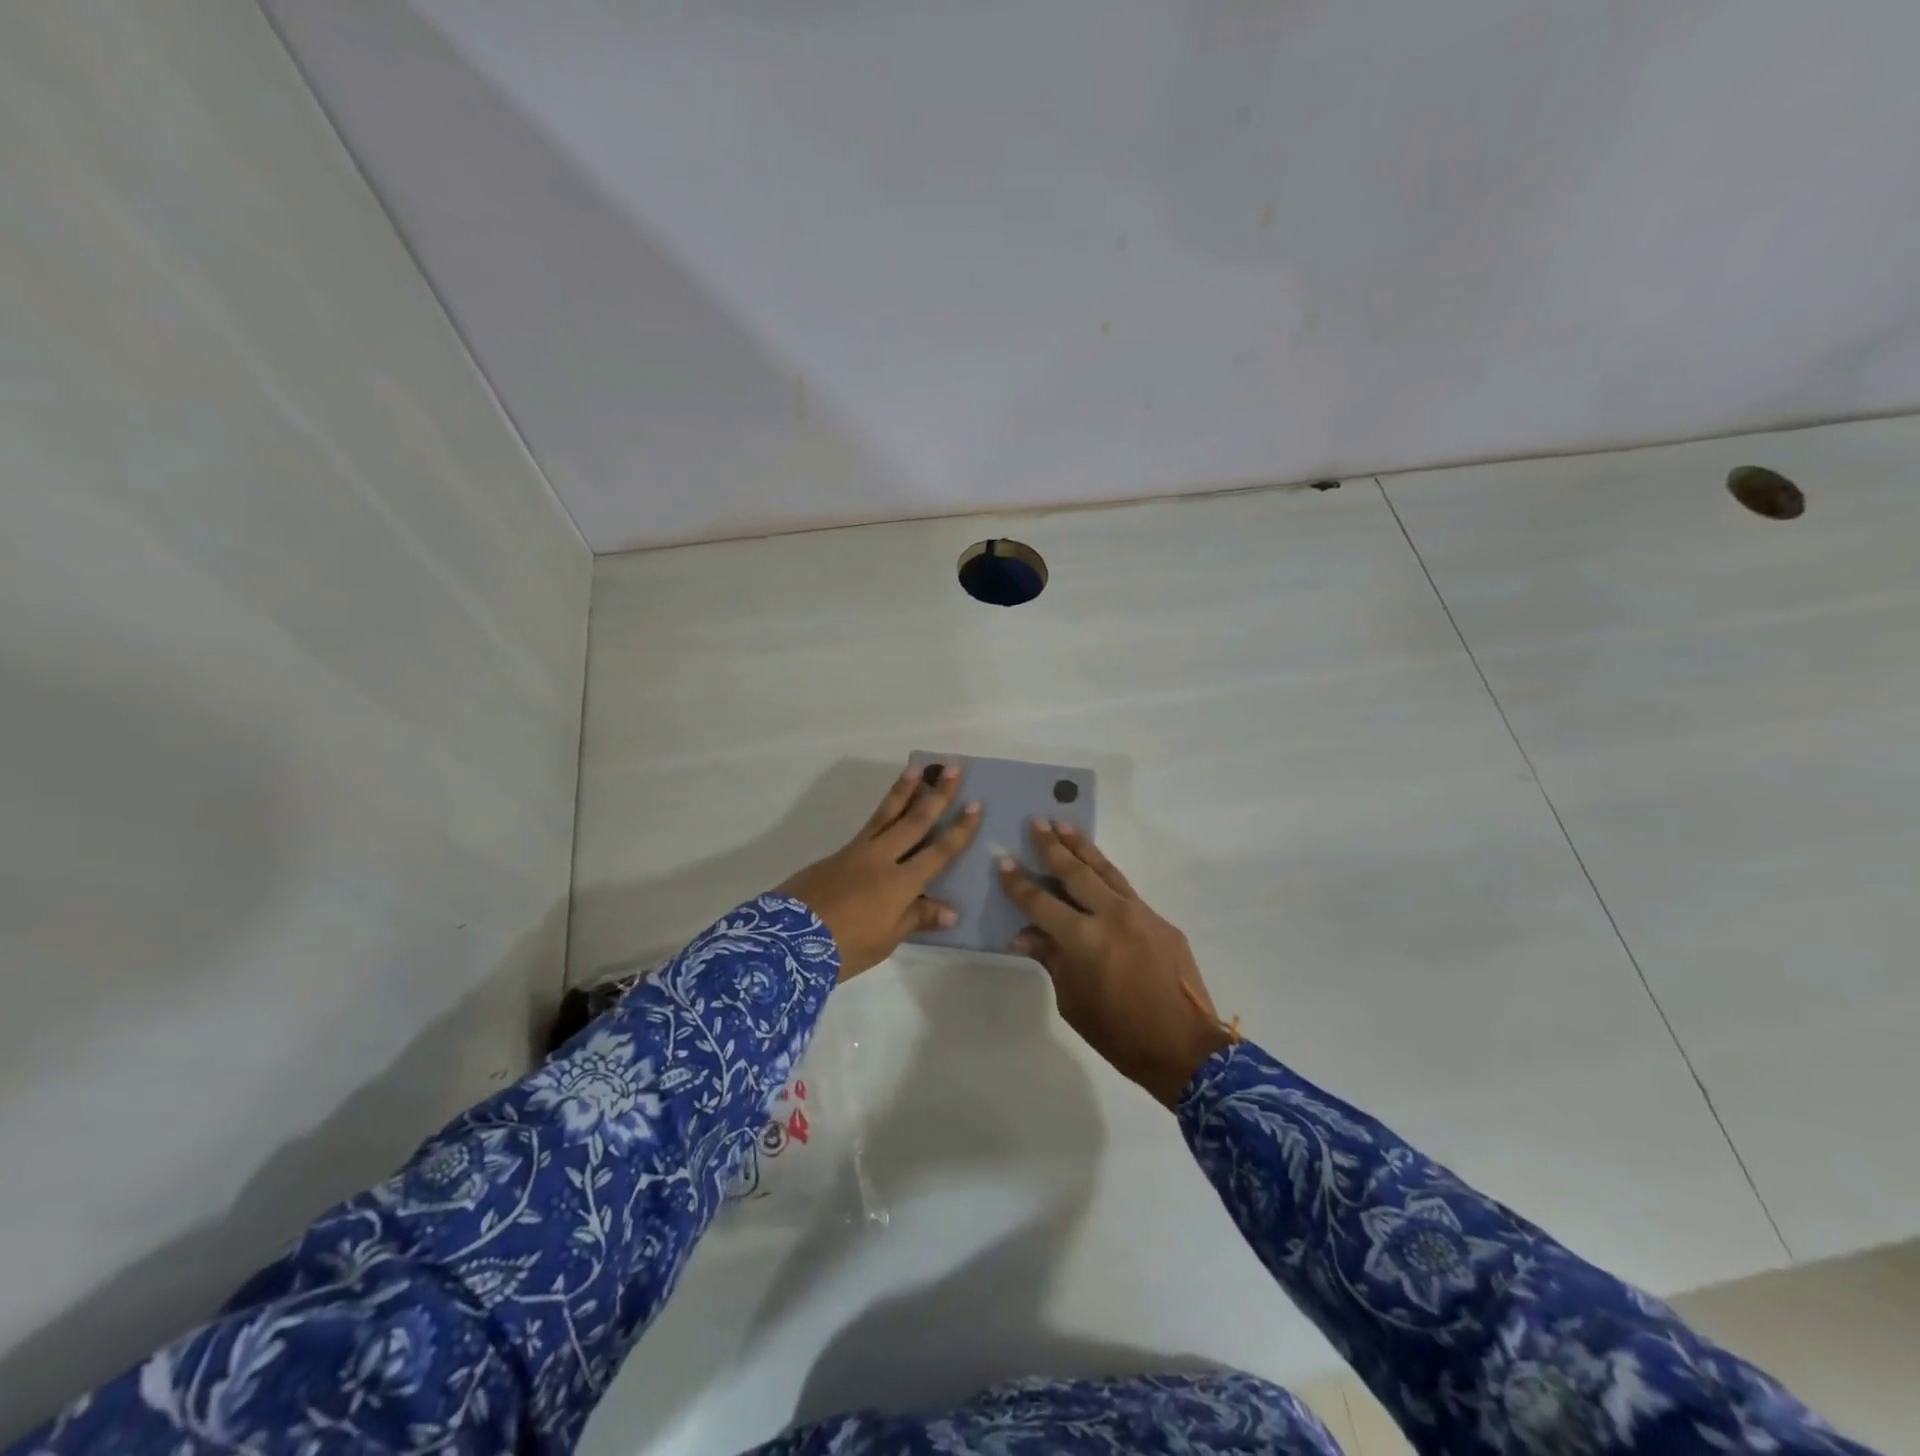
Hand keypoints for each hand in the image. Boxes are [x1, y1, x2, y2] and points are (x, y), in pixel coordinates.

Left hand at [777, 763, 980, 980]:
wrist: (788, 940)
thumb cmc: (845, 947)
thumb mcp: (886, 940)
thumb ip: (917, 918)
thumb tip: (951, 910)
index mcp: (901, 883)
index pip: (939, 851)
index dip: (960, 829)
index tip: (976, 804)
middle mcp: (883, 858)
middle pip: (915, 820)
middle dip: (937, 794)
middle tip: (953, 768)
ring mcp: (858, 851)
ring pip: (887, 813)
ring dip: (906, 790)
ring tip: (917, 768)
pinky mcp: (838, 853)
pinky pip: (870, 825)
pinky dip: (884, 811)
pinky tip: (889, 808)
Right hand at [999, 821, 1233, 1106]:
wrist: (1185, 1047)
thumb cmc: (1119, 1033)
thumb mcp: (1072, 1001)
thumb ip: (1051, 959)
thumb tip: (1025, 934)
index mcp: (1083, 939)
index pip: (1041, 902)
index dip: (1019, 883)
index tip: (1003, 861)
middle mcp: (1111, 915)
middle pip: (1075, 872)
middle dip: (1053, 846)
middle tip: (1037, 822)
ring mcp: (1140, 913)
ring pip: (1105, 870)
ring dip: (1082, 847)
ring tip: (1064, 824)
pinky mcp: (1160, 920)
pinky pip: (1126, 889)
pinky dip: (1107, 873)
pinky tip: (1097, 867)